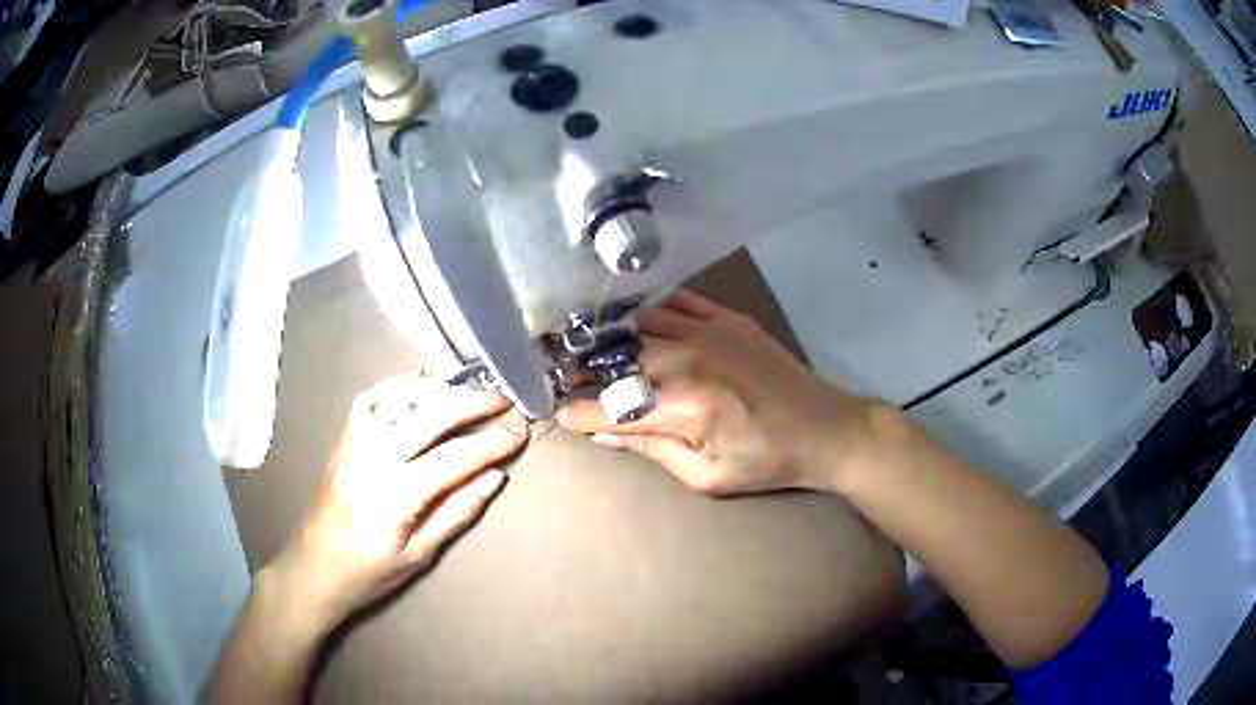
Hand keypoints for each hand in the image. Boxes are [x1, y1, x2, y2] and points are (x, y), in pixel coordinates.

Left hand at [272, 373, 527, 627]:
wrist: (314, 566)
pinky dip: (398, 385)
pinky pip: (371, 398)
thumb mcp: (418, 555)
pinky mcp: (343, 438)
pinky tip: (420, 383)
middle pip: (431, 415)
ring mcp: (354, 441)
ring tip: (469, 390)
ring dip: (439, 388)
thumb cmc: (368, 572)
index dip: (492, 442)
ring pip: (401, 398)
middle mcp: (373, 457)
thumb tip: (494, 478)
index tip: (521, 431)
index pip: (454, 458)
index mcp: (395, 495)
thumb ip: (456, 512)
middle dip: (473, 403)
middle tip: (503, 400)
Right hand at [559, 290, 882, 495]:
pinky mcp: (727, 317)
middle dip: (587, 372)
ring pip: (640, 325)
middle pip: (618, 360)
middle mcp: (688, 360)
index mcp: (684, 407)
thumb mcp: (706, 476)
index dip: (578, 412)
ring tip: (595, 350)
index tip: (558, 412)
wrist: (824, 428)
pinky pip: (676, 302)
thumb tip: (604, 434)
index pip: (611, 408)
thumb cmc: (766, 462)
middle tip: (569, 378)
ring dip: (612, 339)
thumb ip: (652, 451)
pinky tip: (640, 323)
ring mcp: (709, 331)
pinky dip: (651, 312)